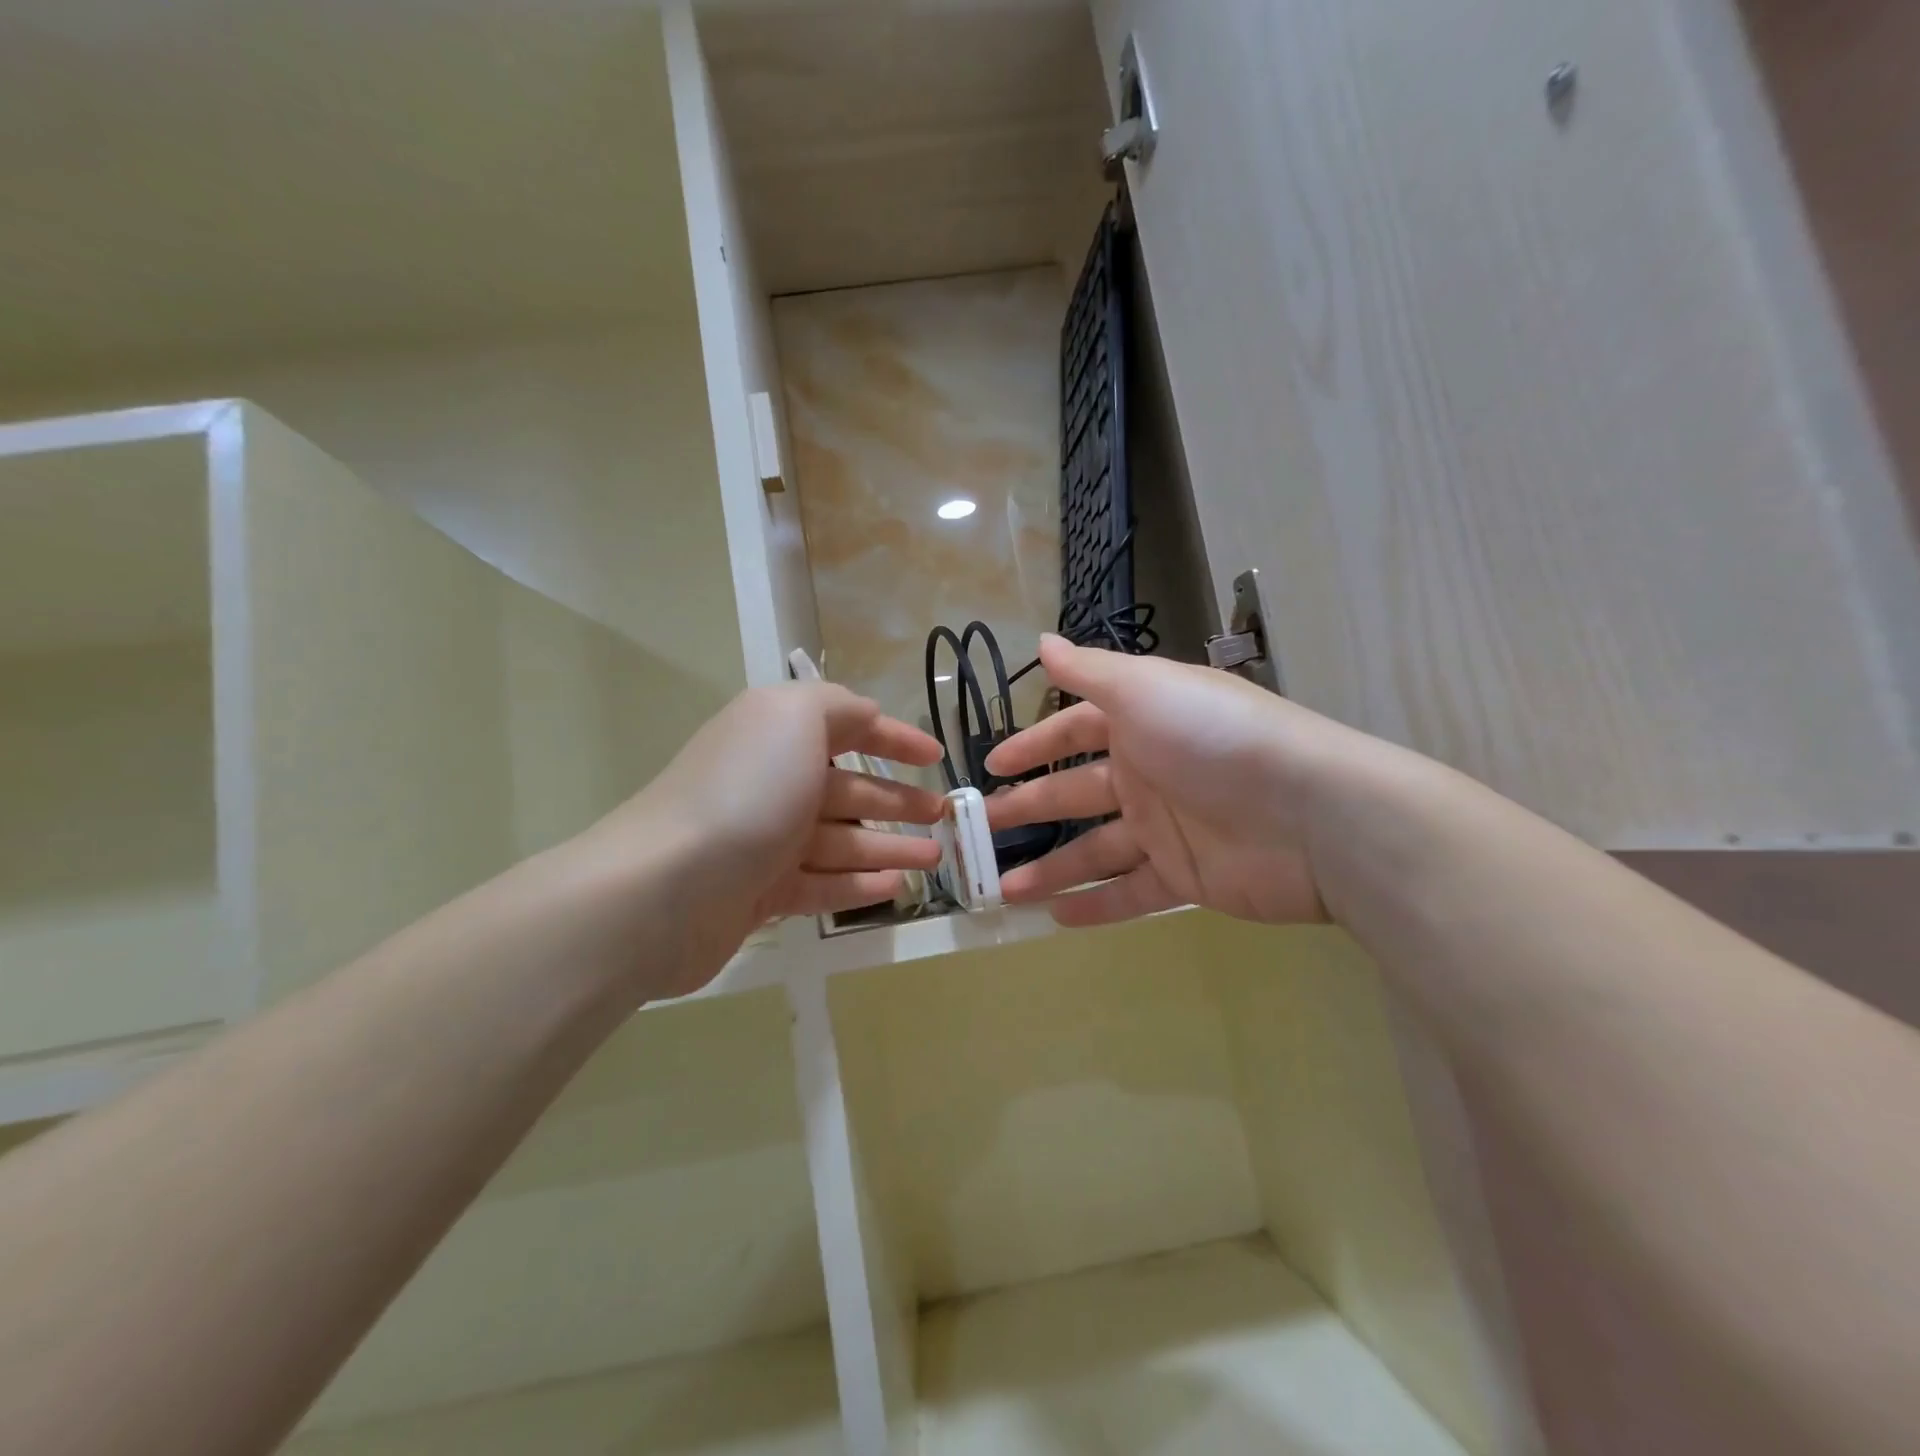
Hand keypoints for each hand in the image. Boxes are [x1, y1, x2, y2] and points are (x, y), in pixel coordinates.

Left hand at [578, 682, 943, 998]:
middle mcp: (772, 782)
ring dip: (891, 845)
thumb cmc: (744, 793)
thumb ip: (838, 707)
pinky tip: (895, 887)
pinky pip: (823, 884)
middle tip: (945, 816)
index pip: (848, 727)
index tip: (937, 755)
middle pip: (850, 789)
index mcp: (777, 735)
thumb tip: (867, 715)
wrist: (664, 889)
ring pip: (843, 839)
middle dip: (900, 799)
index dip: (895, 737)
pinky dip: (859, 883)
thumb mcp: (794, 718)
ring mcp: (765, 841)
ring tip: (936, 858)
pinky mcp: (760, 893)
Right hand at [984, 635, 1370, 926]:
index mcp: (1142, 724)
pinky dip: (1095, 906)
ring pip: (1095, 850)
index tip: (991, 766)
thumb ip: (1090, 672)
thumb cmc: (1216, 738)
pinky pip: (1130, 893)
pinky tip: (1055, 918)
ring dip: (1049, 868)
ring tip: (1002, 890)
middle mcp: (1150, 772)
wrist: (1314, 814)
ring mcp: (1167, 828)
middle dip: (1026, 810)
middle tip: (977, 833)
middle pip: (1075, 794)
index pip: (1074, 732)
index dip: (1033, 746)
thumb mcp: (1146, 689)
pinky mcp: (1186, 877)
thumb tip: (1041, 641)